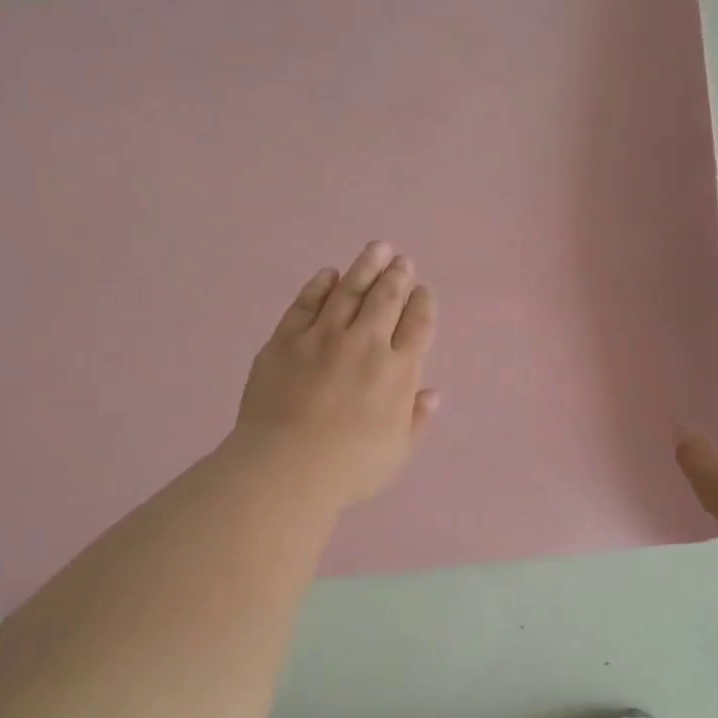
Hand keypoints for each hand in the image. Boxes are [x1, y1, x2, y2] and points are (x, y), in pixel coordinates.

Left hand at [234, 241, 438, 506]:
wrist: (288, 466)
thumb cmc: (350, 468)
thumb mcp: (397, 452)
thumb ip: (416, 419)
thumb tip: (431, 394)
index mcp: (398, 371)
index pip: (417, 325)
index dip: (422, 304)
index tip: (422, 290)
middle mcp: (365, 344)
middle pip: (385, 299)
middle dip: (396, 276)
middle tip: (400, 260)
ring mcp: (323, 337)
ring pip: (349, 291)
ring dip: (365, 267)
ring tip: (376, 249)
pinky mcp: (286, 339)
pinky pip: (306, 303)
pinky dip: (319, 286)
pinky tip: (328, 274)